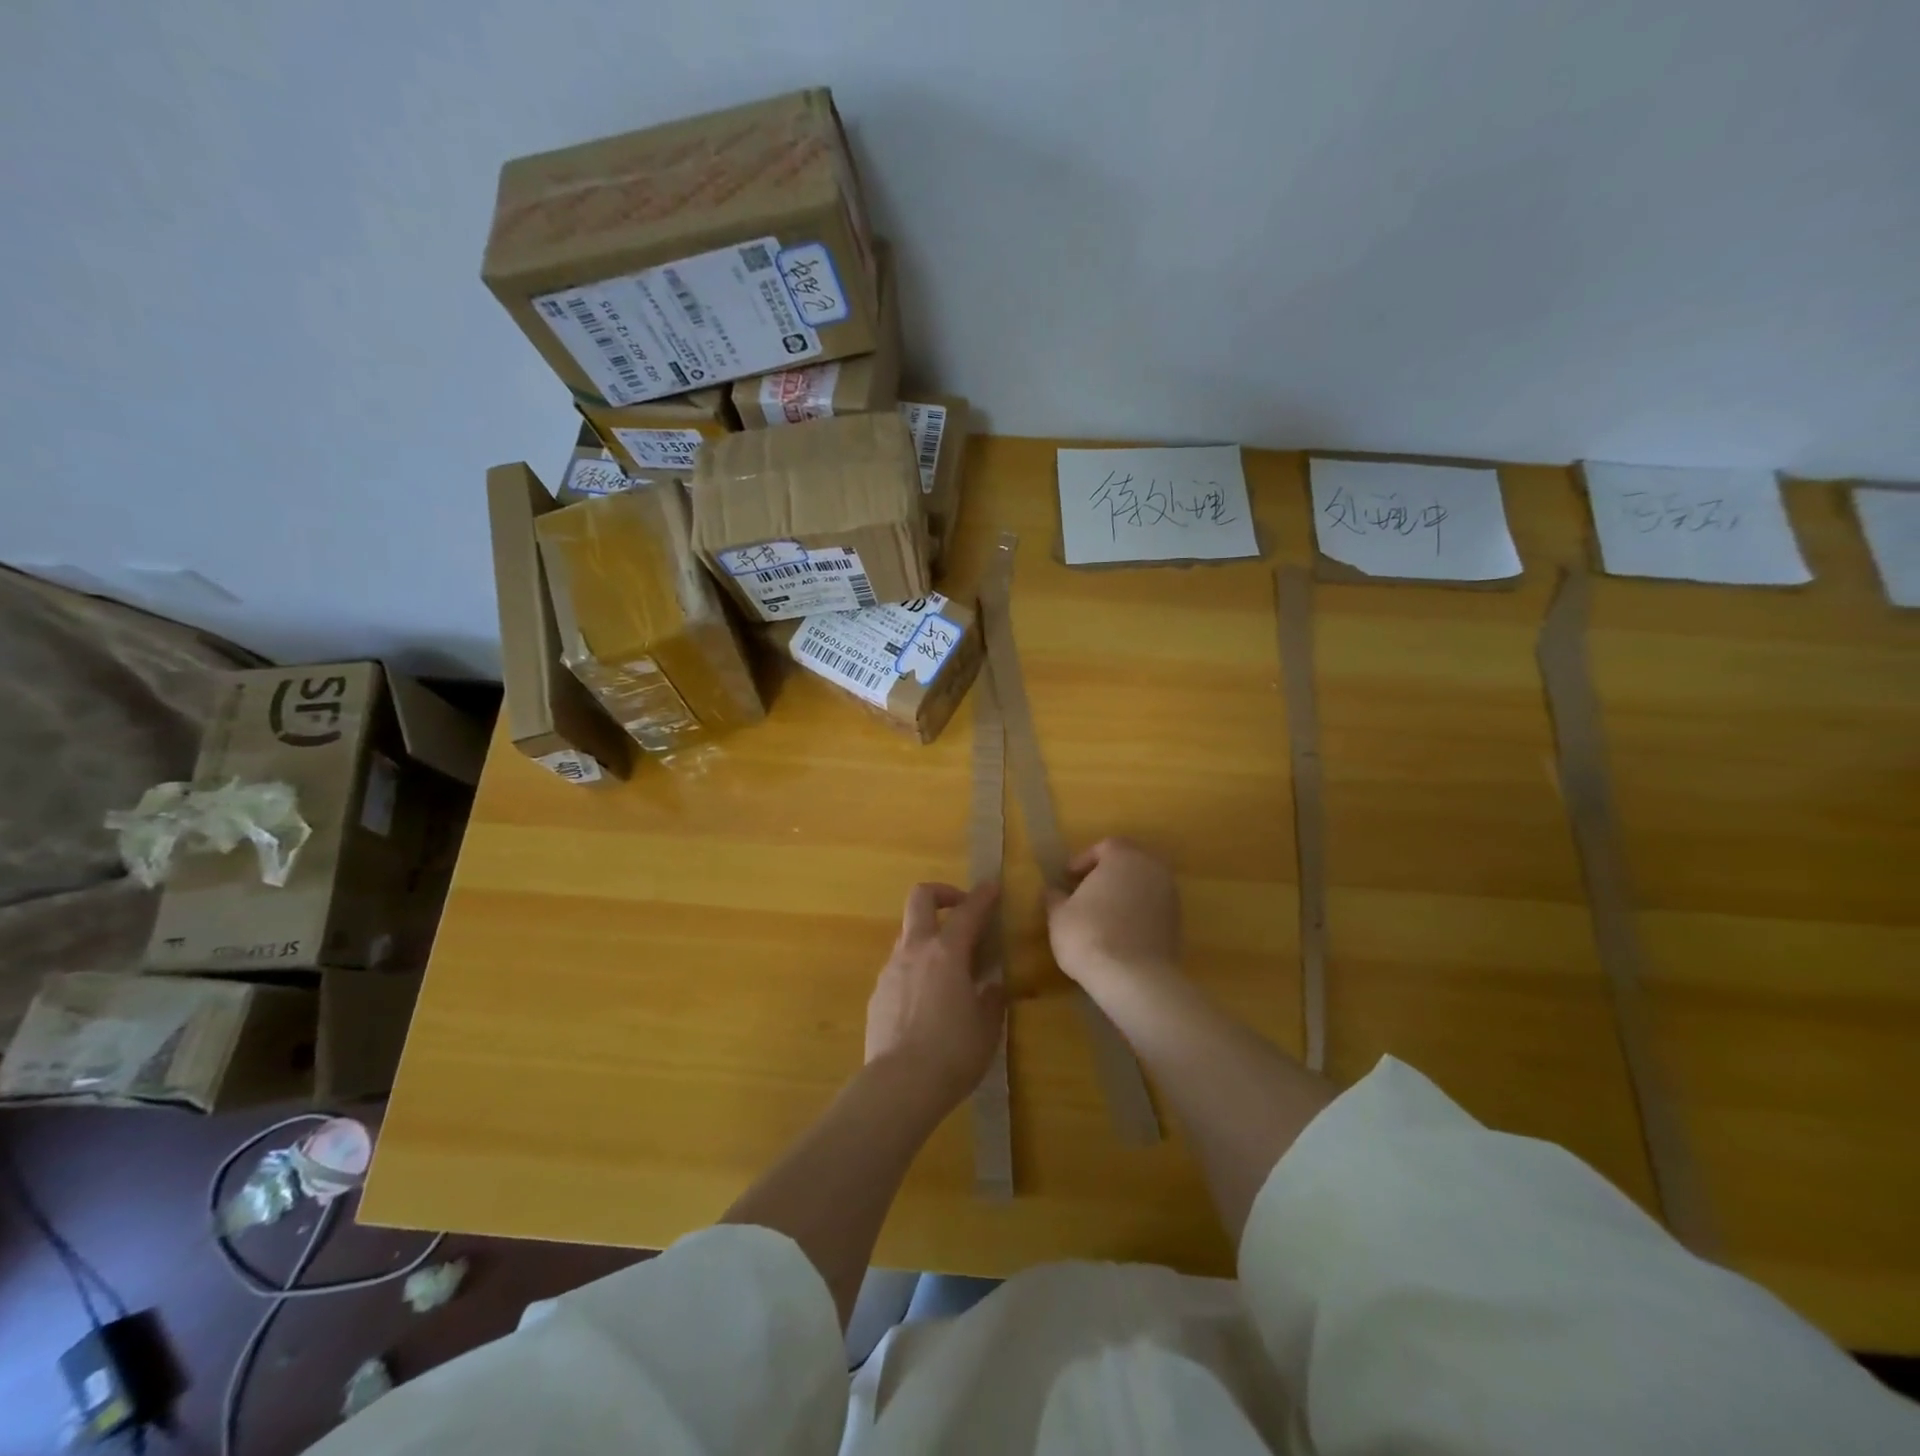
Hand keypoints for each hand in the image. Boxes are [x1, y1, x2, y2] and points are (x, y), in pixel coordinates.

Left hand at [865, 882, 1005, 1111]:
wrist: (899, 1086)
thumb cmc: (953, 1053)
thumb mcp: (987, 1027)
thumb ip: (991, 998)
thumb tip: (992, 985)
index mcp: (947, 953)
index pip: (968, 911)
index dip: (983, 896)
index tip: (993, 887)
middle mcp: (915, 951)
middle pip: (920, 899)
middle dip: (942, 894)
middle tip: (961, 910)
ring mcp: (891, 970)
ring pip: (908, 934)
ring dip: (929, 937)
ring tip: (949, 967)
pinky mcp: (878, 993)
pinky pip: (899, 967)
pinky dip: (916, 969)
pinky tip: (928, 1000)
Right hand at [1045, 838, 1181, 995]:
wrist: (1133, 978)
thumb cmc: (1089, 934)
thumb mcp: (1059, 915)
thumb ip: (1055, 898)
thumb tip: (1053, 891)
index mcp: (1123, 857)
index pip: (1105, 847)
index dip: (1084, 861)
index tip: (1068, 878)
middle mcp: (1152, 869)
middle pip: (1129, 862)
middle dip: (1109, 874)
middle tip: (1087, 891)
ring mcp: (1169, 896)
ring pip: (1144, 885)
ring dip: (1125, 894)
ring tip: (1103, 913)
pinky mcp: (1177, 924)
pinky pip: (1153, 908)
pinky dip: (1138, 913)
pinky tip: (1120, 932)